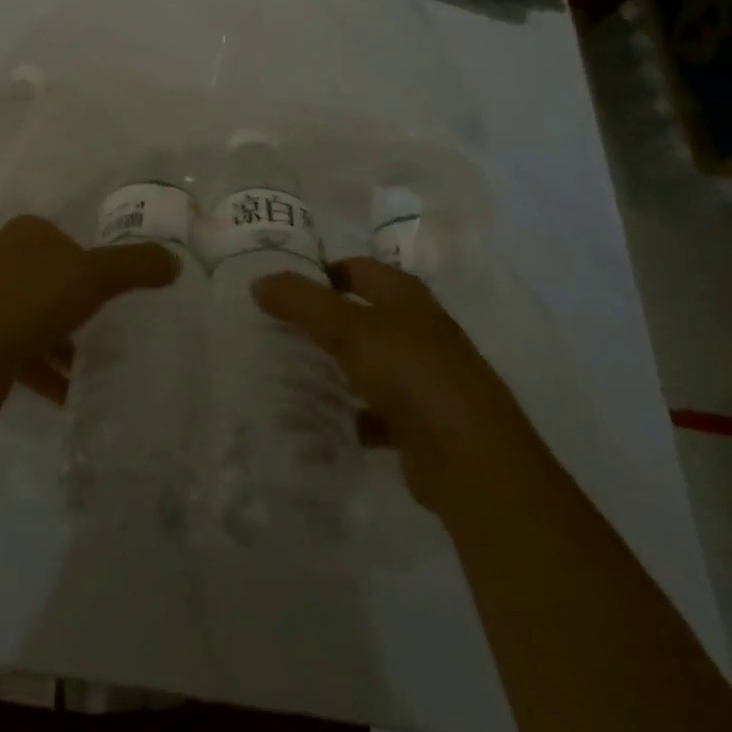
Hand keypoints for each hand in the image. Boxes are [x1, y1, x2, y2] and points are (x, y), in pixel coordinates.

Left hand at [0, 216, 178, 419]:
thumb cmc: (32, 301)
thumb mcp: (95, 277)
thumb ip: (135, 267)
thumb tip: (174, 261)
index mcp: (24, 233)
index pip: (64, 241)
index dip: (87, 266)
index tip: (105, 295)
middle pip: (46, 280)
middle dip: (71, 308)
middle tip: (97, 332)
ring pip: (28, 317)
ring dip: (56, 344)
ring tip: (83, 371)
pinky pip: (12, 348)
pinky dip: (38, 369)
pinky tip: (60, 395)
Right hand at [253, 258, 539, 508]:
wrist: (474, 462)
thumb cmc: (412, 375)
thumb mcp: (349, 330)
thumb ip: (302, 303)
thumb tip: (258, 281)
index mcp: (407, 297)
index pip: (357, 268)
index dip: (321, 271)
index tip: (282, 287)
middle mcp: (419, 331)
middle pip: (361, 315)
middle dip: (322, 321)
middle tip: (276, 328)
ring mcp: (424, 378)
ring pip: (368, 362)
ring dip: (336, 368)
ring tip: (291, 373)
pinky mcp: (422, 423)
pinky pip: (376, 410)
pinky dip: (352, 413)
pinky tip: (325, 422)